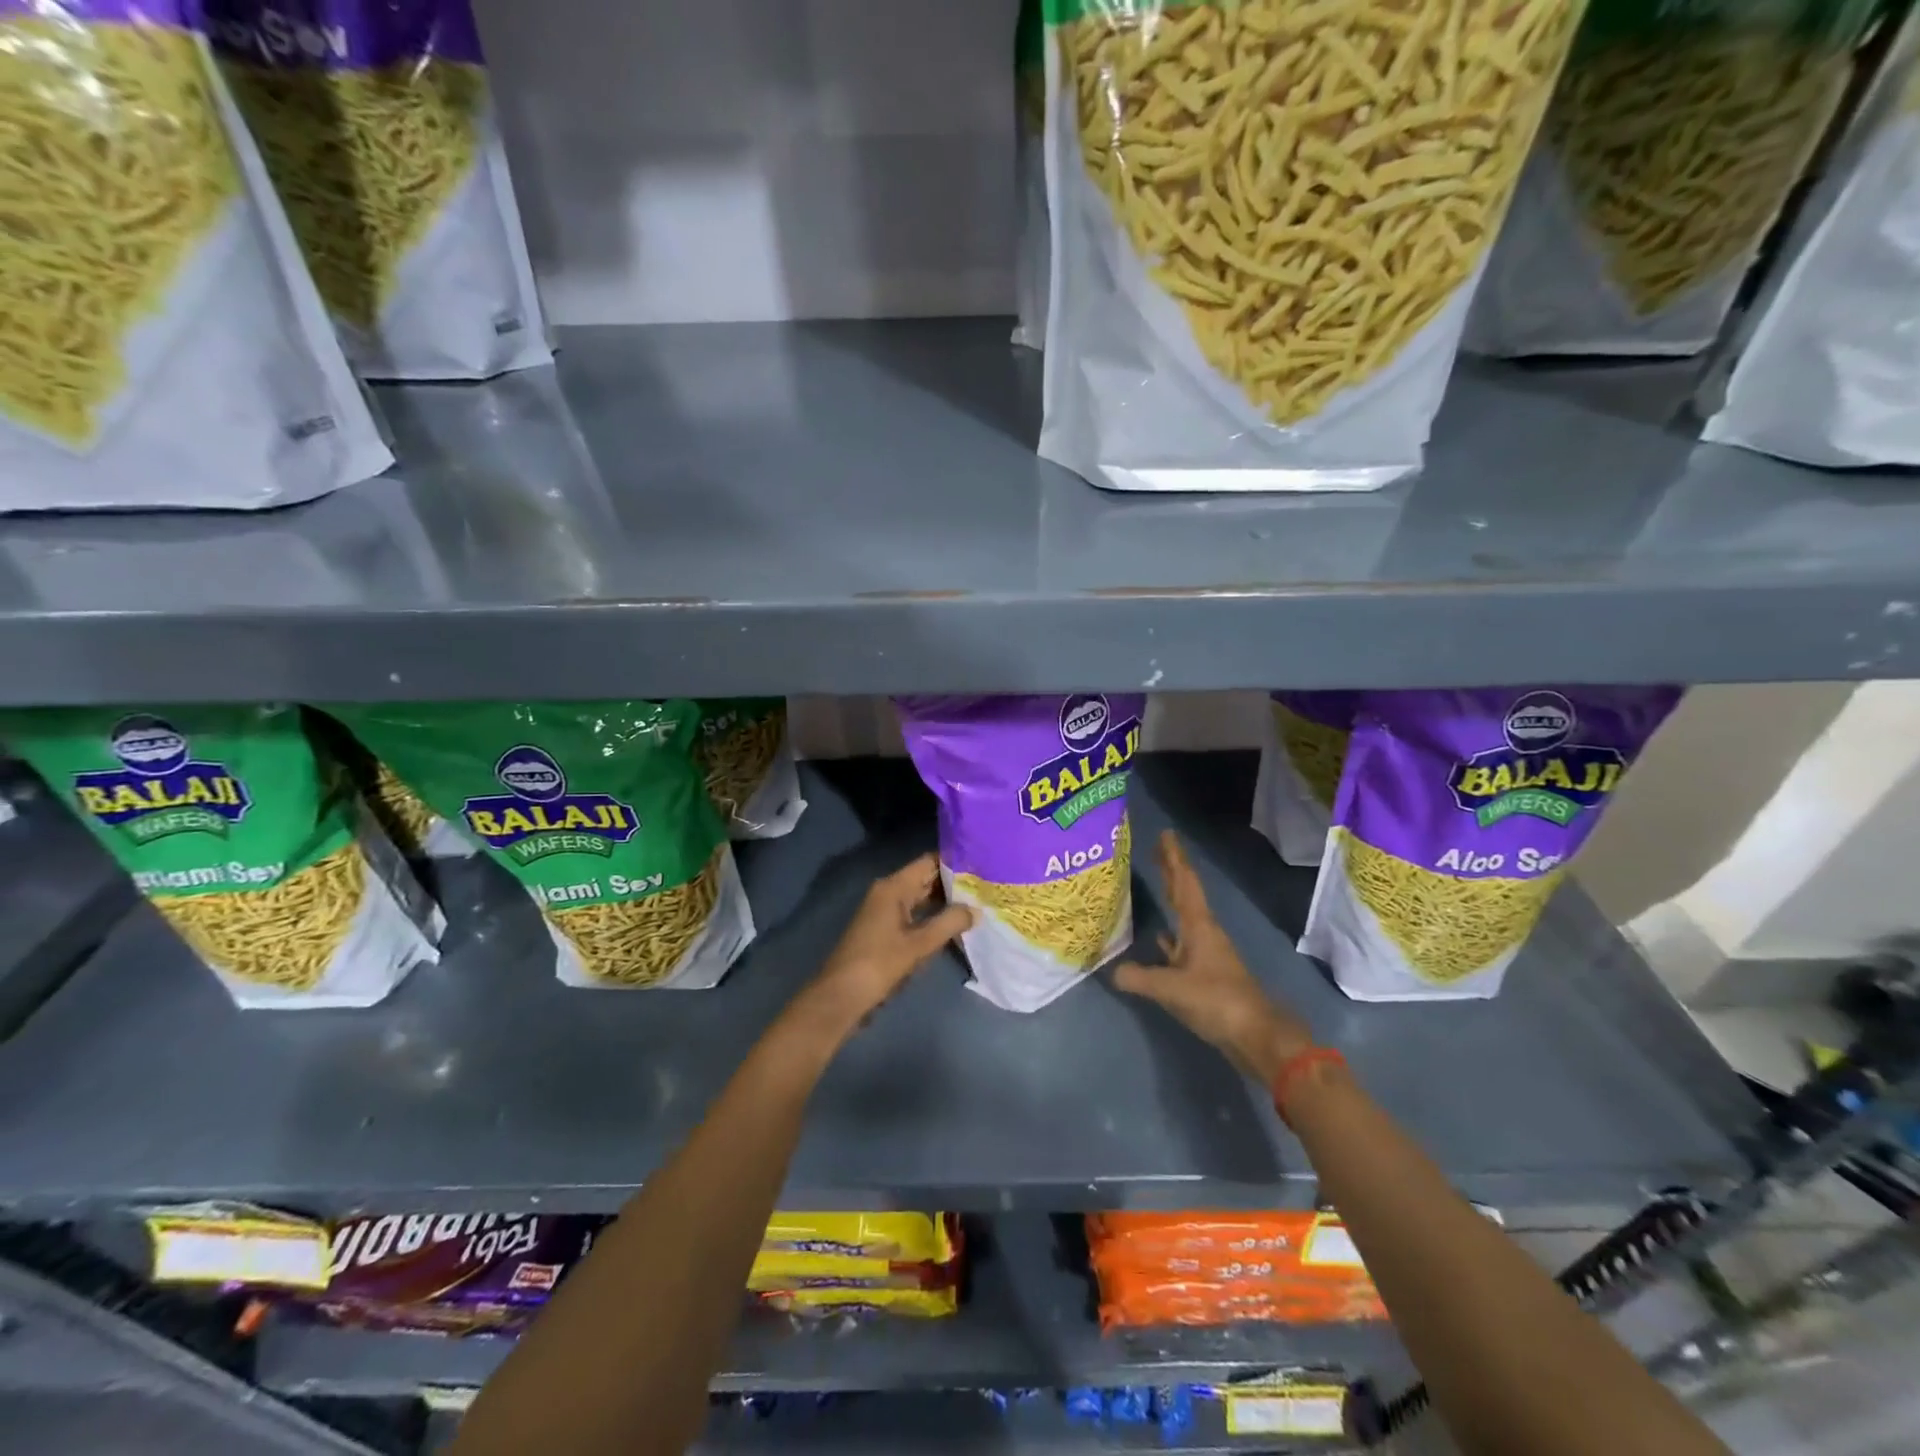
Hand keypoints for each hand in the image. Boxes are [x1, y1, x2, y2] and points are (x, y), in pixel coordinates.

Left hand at [789, 853, 973, 1048]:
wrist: (842, 996)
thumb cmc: (880, 963)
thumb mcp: (919, 944)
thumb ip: (950, 923)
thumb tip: (977, 909)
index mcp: (893, 887)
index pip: (929, 862)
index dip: (955, 861)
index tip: (983, 864)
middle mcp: (888, 892)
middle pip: (926, 878)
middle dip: (954, 883)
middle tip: (987, 886)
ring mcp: (885, 911)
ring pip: (921, 898)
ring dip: (945, 901)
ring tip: (978, 903)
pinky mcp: (885, 929)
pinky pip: (915, 914)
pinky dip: (933, 917)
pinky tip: (955, 925)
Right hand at [1113, 831, 1313, 1084]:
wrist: (1256, 1036)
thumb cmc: (1217, 1001)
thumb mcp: (1171, 989)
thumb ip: (1139, 977)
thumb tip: (1112, 971)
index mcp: (1199, 926)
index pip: (1183, 882)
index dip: (1173, 858)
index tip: (1166, 834)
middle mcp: (1204, 933)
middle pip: (1185, 893)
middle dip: (1171, 870)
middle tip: (1156, 848)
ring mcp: (1206, 953)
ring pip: (1183, 916)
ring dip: (1171, 898)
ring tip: (1154, 882)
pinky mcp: (1205, 974)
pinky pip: (1181, 944)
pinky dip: (1169, 935)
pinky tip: (1158, 937)